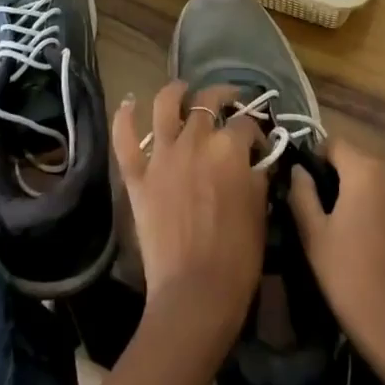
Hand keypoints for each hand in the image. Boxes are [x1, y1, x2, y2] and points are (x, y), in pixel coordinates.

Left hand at [113, 82, 267, 351]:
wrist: (194, 295)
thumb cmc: (237, 258)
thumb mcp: (260, 211)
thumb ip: (257, 176)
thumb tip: (254, 161)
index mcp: (229, 149)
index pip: (245, 124)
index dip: (255, 130)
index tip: (259, 143)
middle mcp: (195, 141)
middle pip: (208, 102)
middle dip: (223, 97)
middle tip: (229, 102)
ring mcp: (162, 156)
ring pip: (166, 105)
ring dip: (176, 90)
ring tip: (183, 89)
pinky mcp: (138, 176)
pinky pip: (125, 139)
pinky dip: (124, 117)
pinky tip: (129, 102)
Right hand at [289, 137, 384, 370]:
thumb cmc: (350, 279)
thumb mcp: (313, 236)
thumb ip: (302, 193)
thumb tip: (299, 170)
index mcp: (366, 171)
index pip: (335, 143)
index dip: (318, 158)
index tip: (308, 185)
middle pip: (363, 164)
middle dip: (345, 179)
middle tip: (329, 213)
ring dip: (371, 199)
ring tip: (358, 233)